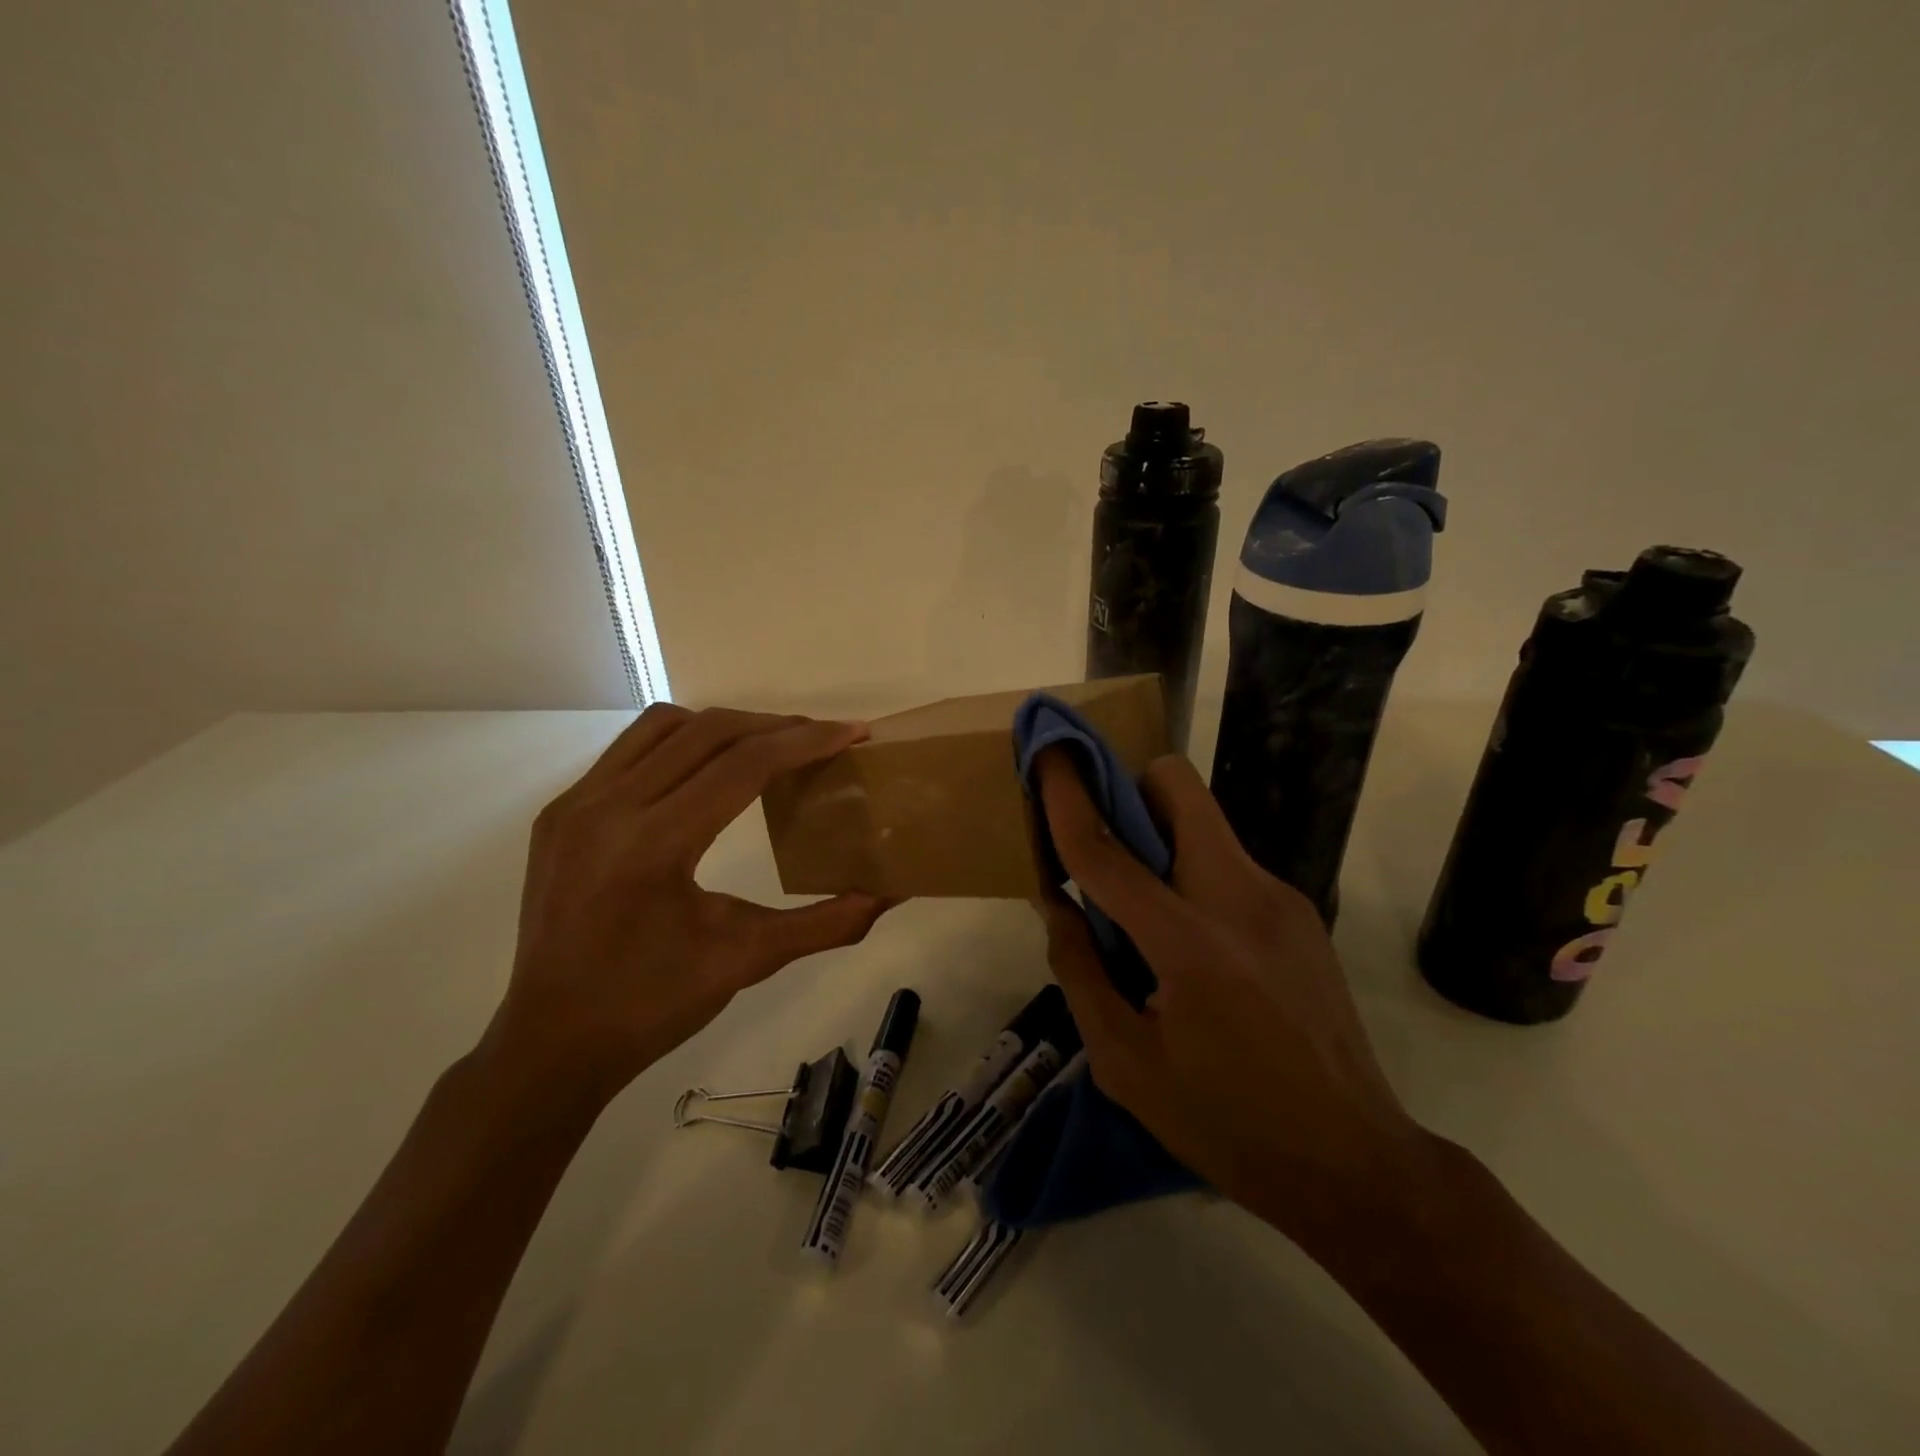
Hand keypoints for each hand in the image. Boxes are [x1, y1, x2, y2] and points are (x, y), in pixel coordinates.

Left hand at [480, 705, 892, 1104]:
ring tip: (768, 746)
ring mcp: (575, 804)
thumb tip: (890, 893)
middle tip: (821, 738)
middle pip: (707, 731)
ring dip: (724, 726)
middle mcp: (607, 808)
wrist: (553, 1043)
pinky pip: (630, 750)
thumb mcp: (749, 960)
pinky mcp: (561, 812)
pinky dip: (680, 742)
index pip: (743, 765)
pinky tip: (706, 770)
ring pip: (663, 726)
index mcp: (653, 845)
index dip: (806, 741)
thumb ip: (828, 922)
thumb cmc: (654, 1005)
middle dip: (774, 726)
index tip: (852, 731)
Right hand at [1035, 748, 1433, 1243]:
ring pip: (1205, 822)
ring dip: (1161, 838)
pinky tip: (1197, 945)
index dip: (1068, 799)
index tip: (1046, 755)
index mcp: (1189, 946)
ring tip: (1147, 912)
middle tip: (1106, 840)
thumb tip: (1057, 903)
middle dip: (1131, 788)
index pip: (1109, 853)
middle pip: (1179, 789)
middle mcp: (1240, 900)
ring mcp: (1280, 899)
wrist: (1354, 1162)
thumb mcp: (1125, 1063)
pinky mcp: (1301, 911)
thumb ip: (1079, 971)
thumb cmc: (1224, 1124)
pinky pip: (1228, 862)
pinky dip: (1193, 875)